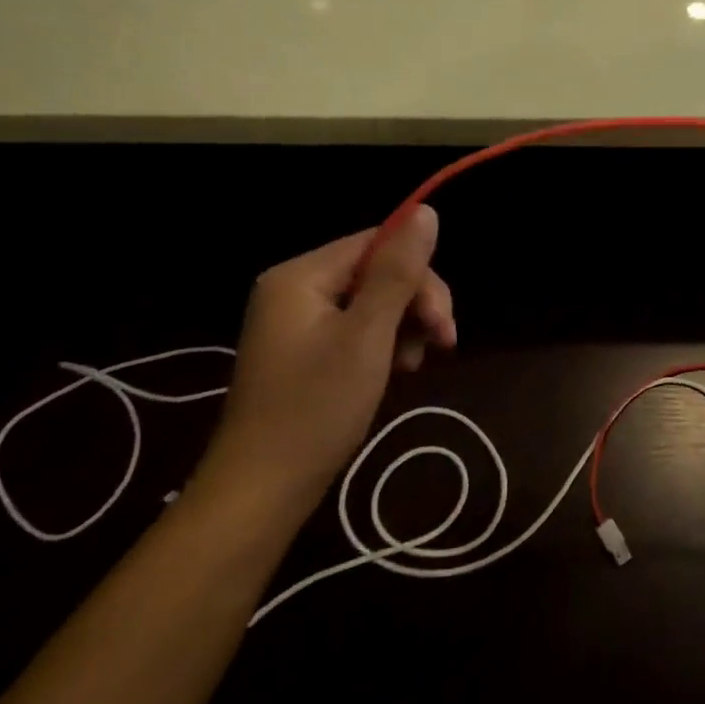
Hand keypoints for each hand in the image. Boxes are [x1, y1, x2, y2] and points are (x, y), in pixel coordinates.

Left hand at [196, 208, 455, 514]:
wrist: (261, 492)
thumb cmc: (315, 409)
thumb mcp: (367, 336)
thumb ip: (398, 272)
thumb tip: (426, 211)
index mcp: (301, 276)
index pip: (378, 243)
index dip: (420, 275)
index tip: (443, 322)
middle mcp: (295, 289)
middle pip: (378, 272)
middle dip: (416, 304)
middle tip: (442, 345)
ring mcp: (298, 322)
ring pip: (374, 302)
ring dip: (405, 327)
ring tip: (413, 366)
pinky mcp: (305, 351)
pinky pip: (357, 328)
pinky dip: (384, 345)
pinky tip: (396, 371)